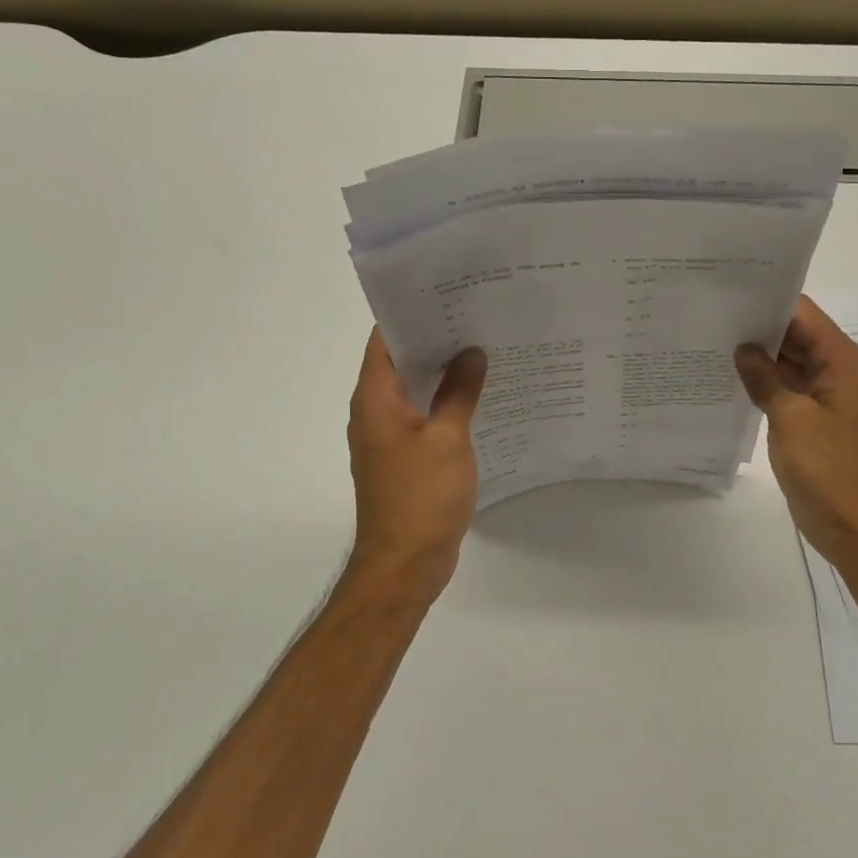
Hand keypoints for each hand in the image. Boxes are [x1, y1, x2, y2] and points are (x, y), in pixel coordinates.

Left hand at [346, 329, 487, 593]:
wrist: (404, 564)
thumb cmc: (421, 496)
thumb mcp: (448, 438)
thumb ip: (459, 391)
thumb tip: (471, 352)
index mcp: (375, 398)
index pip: (385, 338)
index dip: (413, 312)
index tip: (449, 293)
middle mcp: (373, 411)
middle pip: (400, 361)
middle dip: (435, 338)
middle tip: (477, 315)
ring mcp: (387, 436)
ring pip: (413, 389)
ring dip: (442, 371)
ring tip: (483, 347)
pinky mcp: (403, 458)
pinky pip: (422, 416)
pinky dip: (444, 402)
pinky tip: (479, 395)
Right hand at [736, 297, 857, 569]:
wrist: (855, 528)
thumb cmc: (828, 469)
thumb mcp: (791, 418)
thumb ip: (765, 378)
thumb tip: (743, 349)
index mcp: (843, 361)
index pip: (804, 314)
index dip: (769, 300)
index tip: (729, 292)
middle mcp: (838, 372)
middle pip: (797, 335)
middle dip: (759, 326)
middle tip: (712, 315)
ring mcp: (825, 397)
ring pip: (789, 362)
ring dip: (759, 356)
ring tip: (713, 339)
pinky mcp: (813, 420)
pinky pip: (787, 389)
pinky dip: (763, 383)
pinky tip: (729, 377)